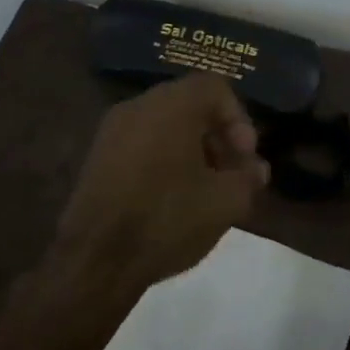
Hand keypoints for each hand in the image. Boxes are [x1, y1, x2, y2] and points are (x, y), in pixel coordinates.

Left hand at [50, 73, 269, 306]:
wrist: (94, 261)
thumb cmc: (168, 218)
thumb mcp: (227, 201)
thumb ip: (249, 177)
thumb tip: (254, 169)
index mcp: (172, 104)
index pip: (216, 88)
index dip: (239, 119)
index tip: (244, 157)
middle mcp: (139, 105)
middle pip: (190, 105)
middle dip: (217, 137)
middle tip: (231, 174)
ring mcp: (112, 131)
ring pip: (165, 126)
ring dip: (192, 150)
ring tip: (204, 190)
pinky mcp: (96, 158)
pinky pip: (142, 144)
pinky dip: (164, 161)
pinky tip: (172, 199)